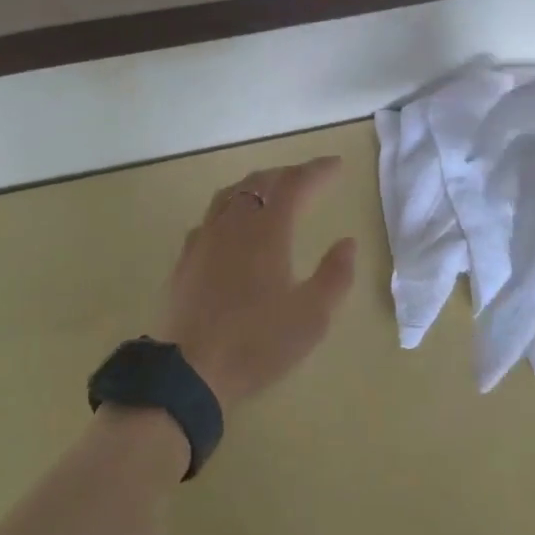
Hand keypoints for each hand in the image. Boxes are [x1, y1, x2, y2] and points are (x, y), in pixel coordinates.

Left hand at [155, 156, 358, 407]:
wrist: (190, 370)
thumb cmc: (257, 343)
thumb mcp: (311, 317)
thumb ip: (335, 276)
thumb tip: (347, 242)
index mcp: (267, 230)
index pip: (295, 184)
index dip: (317, 171)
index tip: (336, 165)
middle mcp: (234, 222)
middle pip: (261, 181)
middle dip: (288, 174)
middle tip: (309, 179)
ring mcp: (205, 236)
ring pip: (232, 193)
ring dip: (257, 184)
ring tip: (272, 191)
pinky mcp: (186, 256)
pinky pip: (212, 215)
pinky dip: (231, 207)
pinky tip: (234, 225)